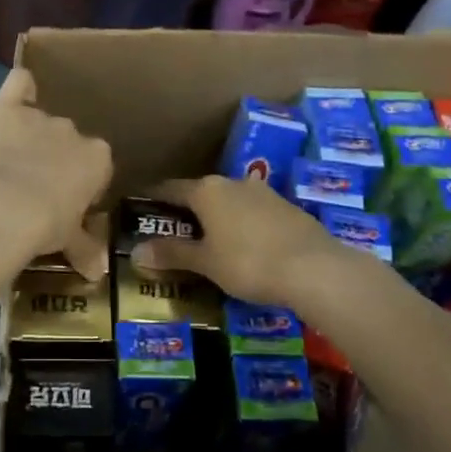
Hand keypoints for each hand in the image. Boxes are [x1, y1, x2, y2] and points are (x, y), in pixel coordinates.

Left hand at [0, 67, 112, 280]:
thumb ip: (85, 249)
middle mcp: (74, 132)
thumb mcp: (69, 242)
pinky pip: (18, 83)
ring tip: (9, 162)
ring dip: (30, 136)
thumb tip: (99, 274)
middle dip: (54, 159)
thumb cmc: (45, 226)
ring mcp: (40, 117)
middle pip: (68, 141)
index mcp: (98, 159)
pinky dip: (18, 87)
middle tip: (34, 187)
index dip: (80, 183)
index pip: (97, 165)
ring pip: (40, 120)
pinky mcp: (6, 108)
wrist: (3, 207)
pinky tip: (14, 94)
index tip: (64, 202)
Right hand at [130, 174, 342, 306]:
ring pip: (229, 202)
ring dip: (217, 218)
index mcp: (206, 191)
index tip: (141, 207)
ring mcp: (263, 193)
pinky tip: (245, 247)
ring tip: (210, 242)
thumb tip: (135, 251)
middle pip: (200, 194)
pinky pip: (253, 213)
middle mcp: (233, 183)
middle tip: (173, 232)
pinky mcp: (287, 208)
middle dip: (186, 212)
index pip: (170, 189)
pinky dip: (242, 226)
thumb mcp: (205, 262)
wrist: (315, 268)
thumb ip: (172, 253)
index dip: (153, 199)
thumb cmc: (249, 262)